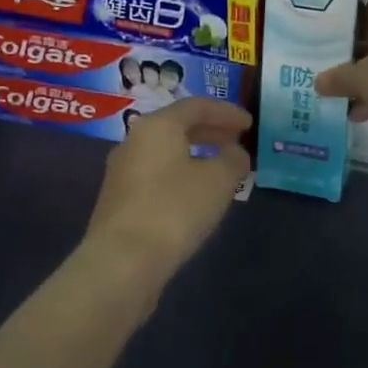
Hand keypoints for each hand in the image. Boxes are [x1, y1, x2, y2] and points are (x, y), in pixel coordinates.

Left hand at [84, 97, 251, 282]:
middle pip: (177, 126)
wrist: (122, 261)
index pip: (196, 106)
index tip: (249, 123)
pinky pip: (156, 174)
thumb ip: (233, 160)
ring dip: (195, 154)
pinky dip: (180, 174)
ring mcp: (121, 172)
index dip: (226, 112)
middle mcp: (134, 141)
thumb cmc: (174, 210)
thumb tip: (235, 153)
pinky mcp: (118, 200)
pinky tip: (195, 194)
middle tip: (236, 140)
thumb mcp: (218, 181)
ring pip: (165, 152)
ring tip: (220, 167)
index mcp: (157, 126)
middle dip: (210, 131)